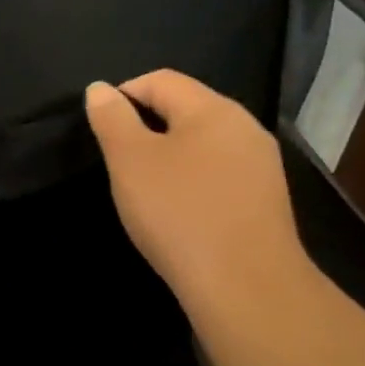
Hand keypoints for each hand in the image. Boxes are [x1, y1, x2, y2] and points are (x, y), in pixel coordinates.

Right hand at [85, 71, 308, 310]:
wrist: (244, 285)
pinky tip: (178, 212)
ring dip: (169, 156)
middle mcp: (244, 127)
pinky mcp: (264, 200)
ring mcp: (260, 165)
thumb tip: (100, 88)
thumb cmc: (178, 213)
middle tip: (118, 163)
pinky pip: (218, 174)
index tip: (100, 130)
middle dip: (146, 127)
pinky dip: (191, 182)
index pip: (160, 80)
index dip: (123, 95)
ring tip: (144, 189)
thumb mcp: (130, 161)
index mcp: (213, 109)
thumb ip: (112, 119)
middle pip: (185, 109)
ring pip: (203, 144)